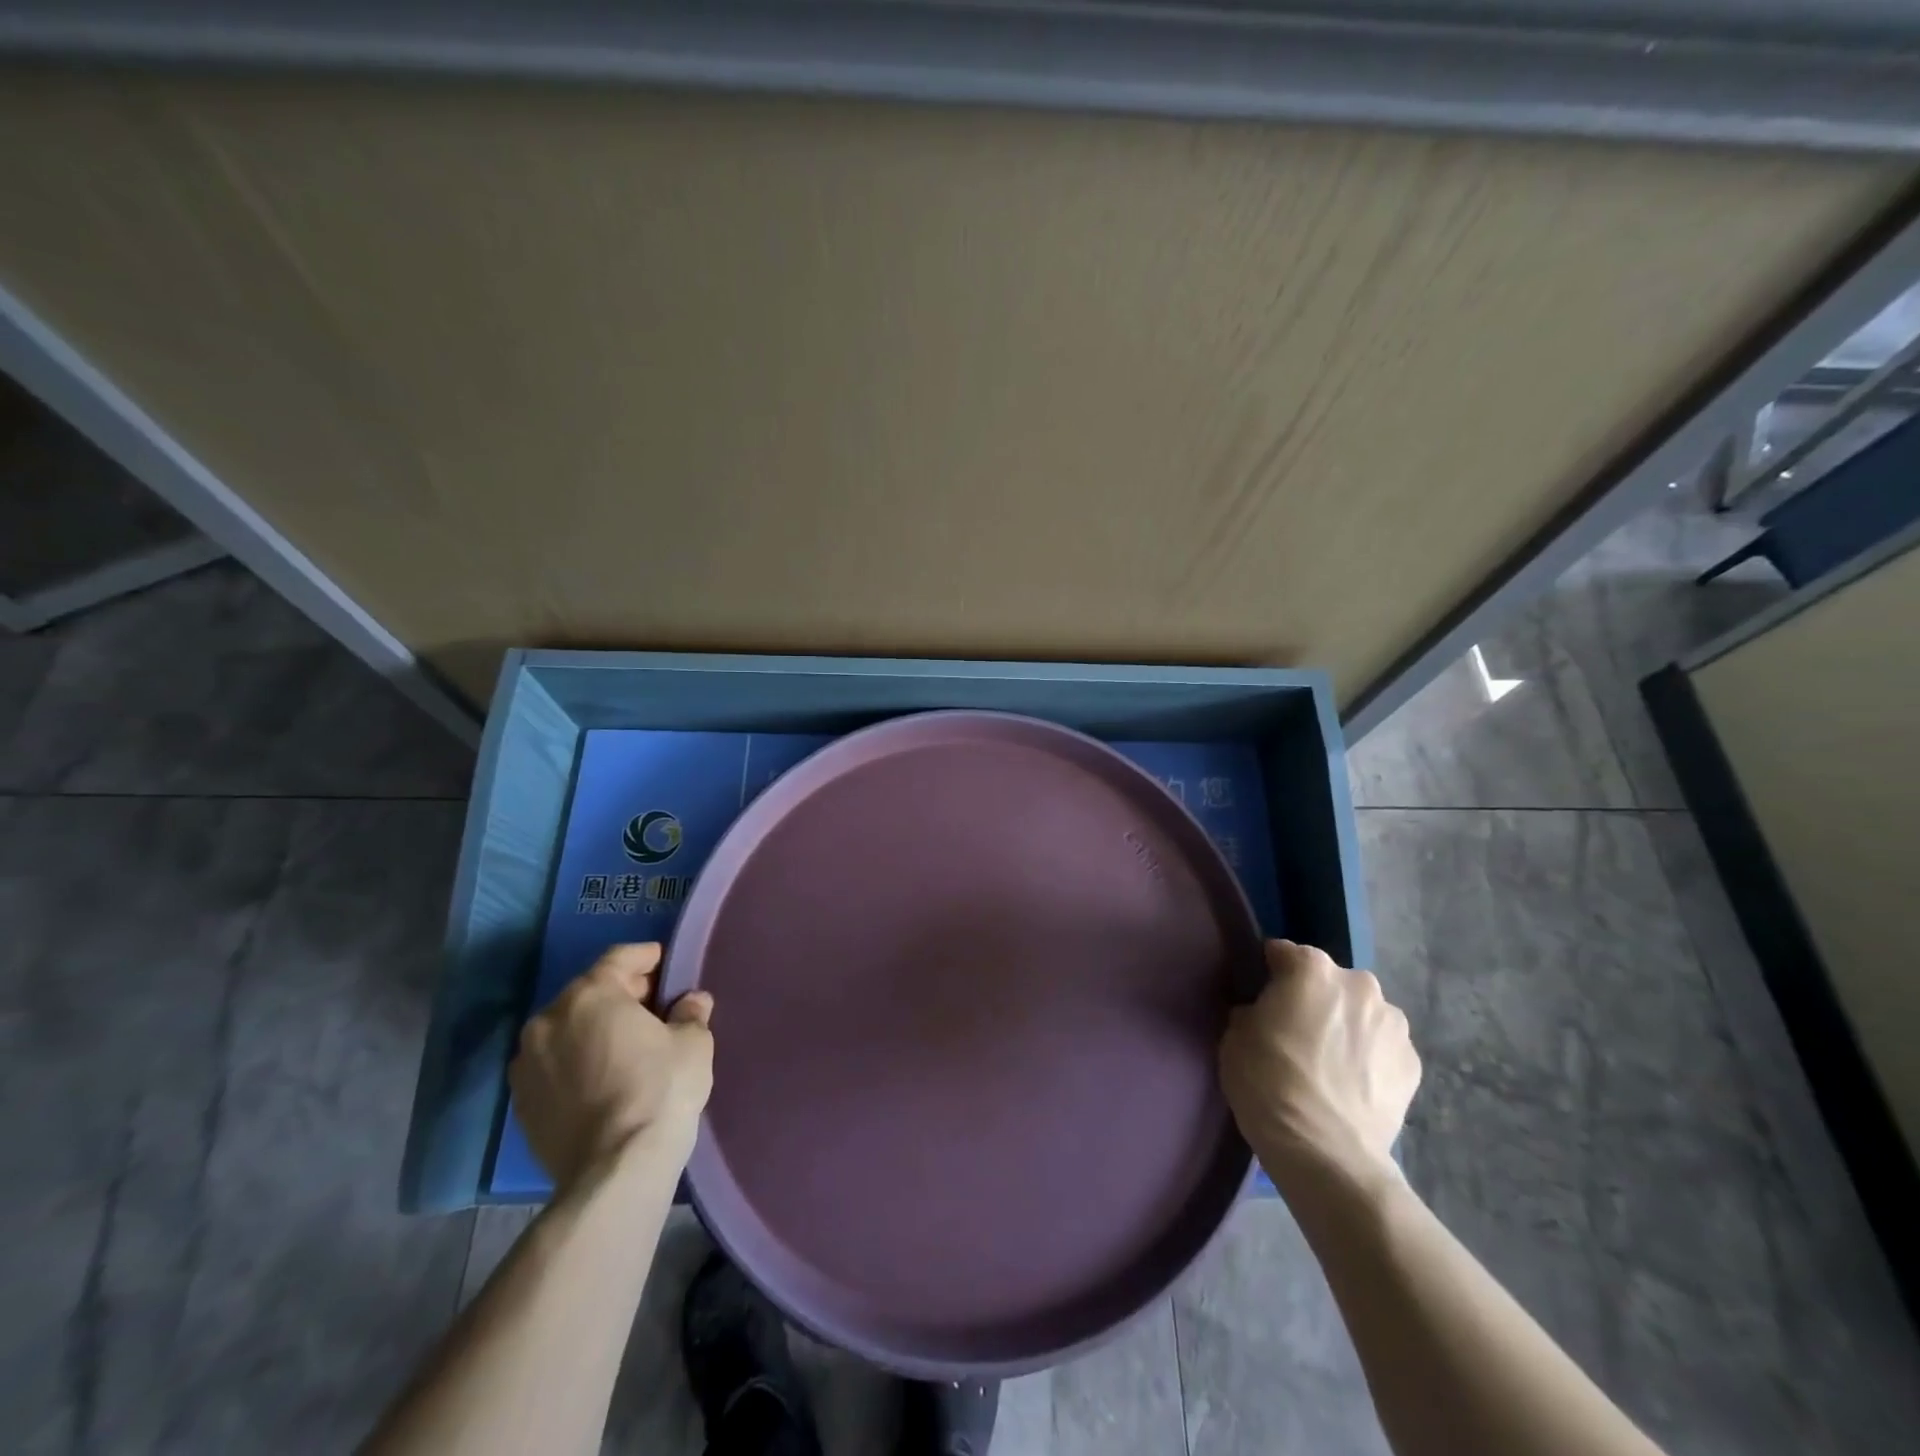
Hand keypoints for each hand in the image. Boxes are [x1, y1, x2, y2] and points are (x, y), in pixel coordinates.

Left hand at [508, 943, 713, 1190]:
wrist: (615, 1171)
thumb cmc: (659, 1090)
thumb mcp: (692, 1043)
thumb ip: (690, 1012)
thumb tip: (691, 1002)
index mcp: (590, 995)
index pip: (619, 958)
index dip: (646, 957)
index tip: (665, 962)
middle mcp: (548, 1020)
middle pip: (589, 992)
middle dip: (622, 994)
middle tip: (654, 1006)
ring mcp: (527, 1064)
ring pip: (567, 1029)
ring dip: (594, 1028)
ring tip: (626, 1044)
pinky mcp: (520, 1102)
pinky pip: (553, 1064)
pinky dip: (576, 1060)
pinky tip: (602, 1076)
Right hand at [1220, 940, 1420, 1195]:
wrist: (1326, 1152)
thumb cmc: (1268, 1082)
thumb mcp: (1235, 1035)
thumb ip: (1253, 1009)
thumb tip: (1264, 1012)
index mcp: (1311, 968)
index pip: (1281, 953)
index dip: (1267, 974)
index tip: (1259, 999)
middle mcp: (1358, 983)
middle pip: (1327, 980)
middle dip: (1313, 998)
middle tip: (1295, 1033)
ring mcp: (1393, 1023)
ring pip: (1360, 1012)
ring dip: (1346, 1025)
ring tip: (1328, 1063)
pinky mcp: (1414, 1062)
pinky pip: (1382, 1046)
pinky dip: (1368, 1056)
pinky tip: (1351, 1083)